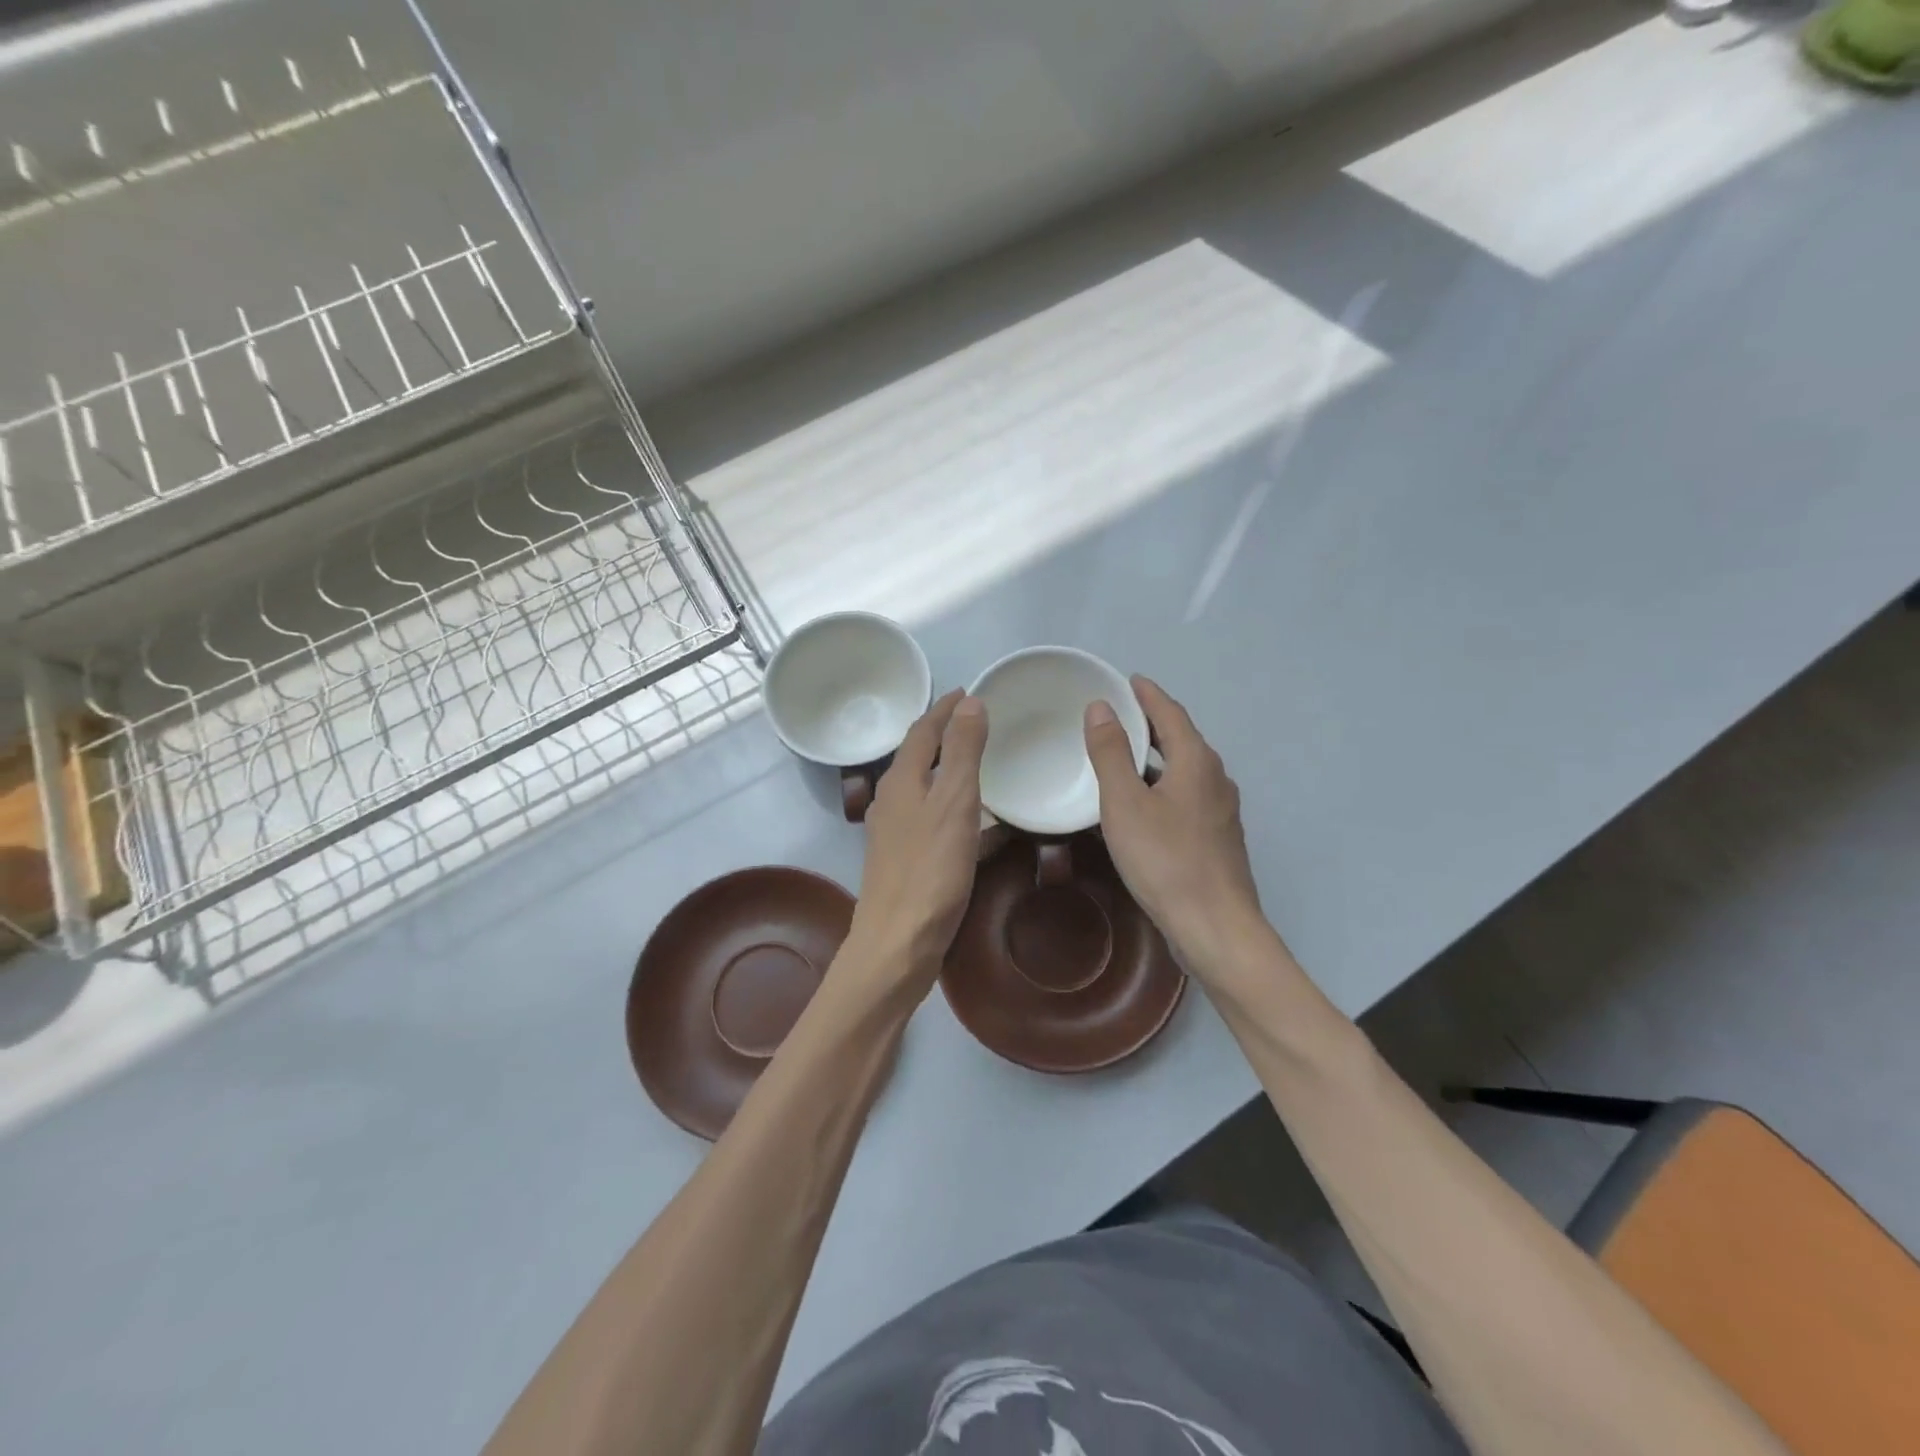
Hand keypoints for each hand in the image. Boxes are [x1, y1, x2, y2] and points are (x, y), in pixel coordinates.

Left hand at [839, 690, 988, 1000]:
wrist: (898, 941)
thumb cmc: (930, 869)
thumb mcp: (954, 803)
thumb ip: (963, 752)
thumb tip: (970, 703)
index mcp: (902, 781)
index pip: (922, 730)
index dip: (945, 709)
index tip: (968, 692)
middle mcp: (893, 800)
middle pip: (919, 756)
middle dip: (945, 735)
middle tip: (977, 721)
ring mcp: (896, 833)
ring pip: (926, 788)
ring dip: (950, 771)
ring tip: (981, 763)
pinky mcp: (906, 860)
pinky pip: (934, 819)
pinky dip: (956, 808)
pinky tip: (981, 824)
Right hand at [1084, 677, 1273, 983]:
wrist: (1215, 927)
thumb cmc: (1164, 860)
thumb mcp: (1124, 803)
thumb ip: (1111, 753)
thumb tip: (1101, 707)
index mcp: (1196, 761)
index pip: (1170, 713)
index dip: (1147, 694)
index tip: (1127, 680)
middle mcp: (1215, 778)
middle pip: (1181, 739)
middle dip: (1150, 723)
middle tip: (1117, 714)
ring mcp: (1220, 811)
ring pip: (1183, 770)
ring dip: (1155, 757)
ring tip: (1121, 756)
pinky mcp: (1217, 838)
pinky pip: (1185, 796)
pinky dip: (1161, 786)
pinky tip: (1140, 805)